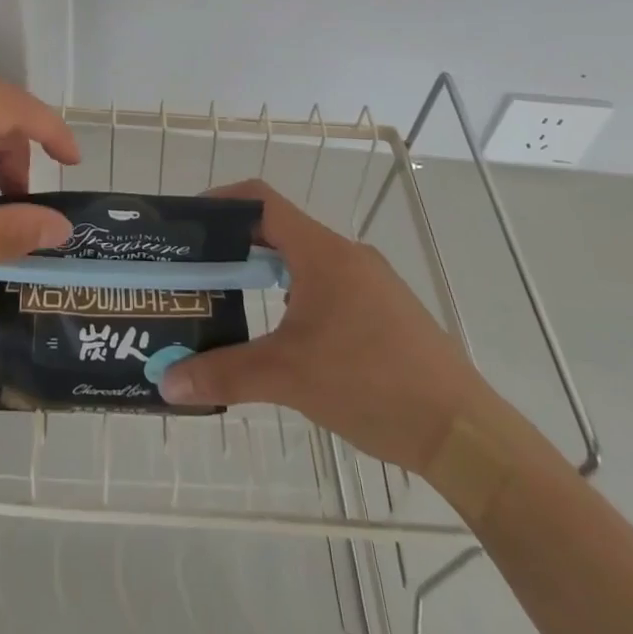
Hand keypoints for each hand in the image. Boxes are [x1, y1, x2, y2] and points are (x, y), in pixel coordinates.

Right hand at [157, 179, 488, 472]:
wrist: (464, 433)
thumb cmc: (371, 384)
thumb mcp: (289, 377)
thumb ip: (225, 374)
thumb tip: (168, 383)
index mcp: (322, 253)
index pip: (262, 200)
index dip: (221, 201)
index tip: (188, 223)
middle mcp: (346, 256)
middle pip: (279, 230)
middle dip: (235, 245)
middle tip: (199, 270)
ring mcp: (370, 284)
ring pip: (304, 262)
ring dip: (265, 274)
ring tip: (231, 301)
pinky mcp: (386, 313)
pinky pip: (327, 288)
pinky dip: (294, 297)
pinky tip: (285, 338)